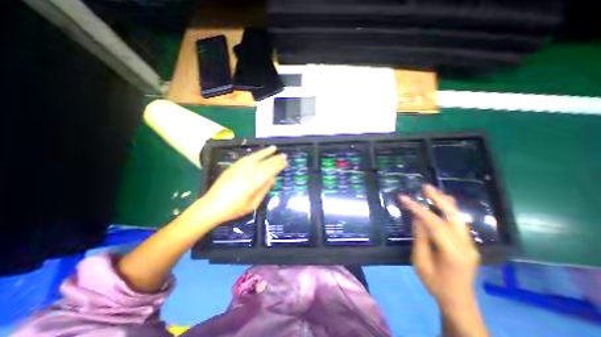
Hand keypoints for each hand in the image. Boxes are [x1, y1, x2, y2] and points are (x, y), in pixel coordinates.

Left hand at [200, 146, 287, 225]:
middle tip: (284, 155)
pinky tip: (259, 153)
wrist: (211, 206)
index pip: (270, 170)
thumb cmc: (234, 209)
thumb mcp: (253, 204)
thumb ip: (264, 190)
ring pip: (255, 157)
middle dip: (275, 158)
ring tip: (273, 148)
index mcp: (254, 182)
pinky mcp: (233, 167)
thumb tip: (273, 179)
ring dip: (265, 152)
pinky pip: (246, 158)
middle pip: (265, 162)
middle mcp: (247, 172)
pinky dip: (255, 154)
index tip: (286, 161)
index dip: (279, 165)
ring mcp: (239, 168)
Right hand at [401, 186, 481, 309]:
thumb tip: (417, 218)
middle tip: (425, 187)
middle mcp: (466, 246)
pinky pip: (459, 223)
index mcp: (452, 252)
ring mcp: (470, 245)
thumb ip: (420, 238)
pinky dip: (449, 210)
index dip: (418, 209)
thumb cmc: (435, 284)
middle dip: (438, 199)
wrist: (458, 301)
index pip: (434, 224)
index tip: (404, 198)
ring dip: (445, 202)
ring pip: (458, 218)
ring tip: (432, 191)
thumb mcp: (420, 262)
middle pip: (453, 217)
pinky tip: (444, 202)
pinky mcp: (468, 244)